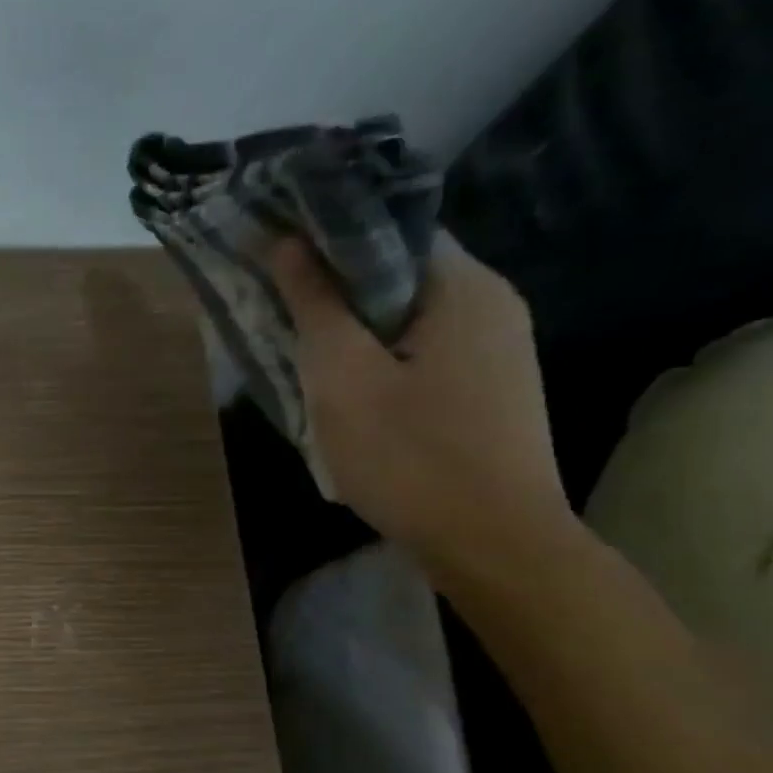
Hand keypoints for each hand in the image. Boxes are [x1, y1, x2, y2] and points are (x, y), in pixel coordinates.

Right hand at [272, 232, 576, 579]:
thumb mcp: (343, 378)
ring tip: (305, 354)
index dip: (329, 237)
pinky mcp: (491, 387)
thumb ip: (316, 305)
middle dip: (336, 289)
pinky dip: (381, 357)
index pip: (390, 229)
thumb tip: (288, 242)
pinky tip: (350, 390)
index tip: (275, 255)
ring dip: (355, 329)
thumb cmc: (409, 456)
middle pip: (399, 273)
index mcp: (463, 287)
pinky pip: (423, 351)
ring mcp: (498, 348)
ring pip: (408, 316)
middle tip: (279, 311)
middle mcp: (492, 303)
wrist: (491, 543)